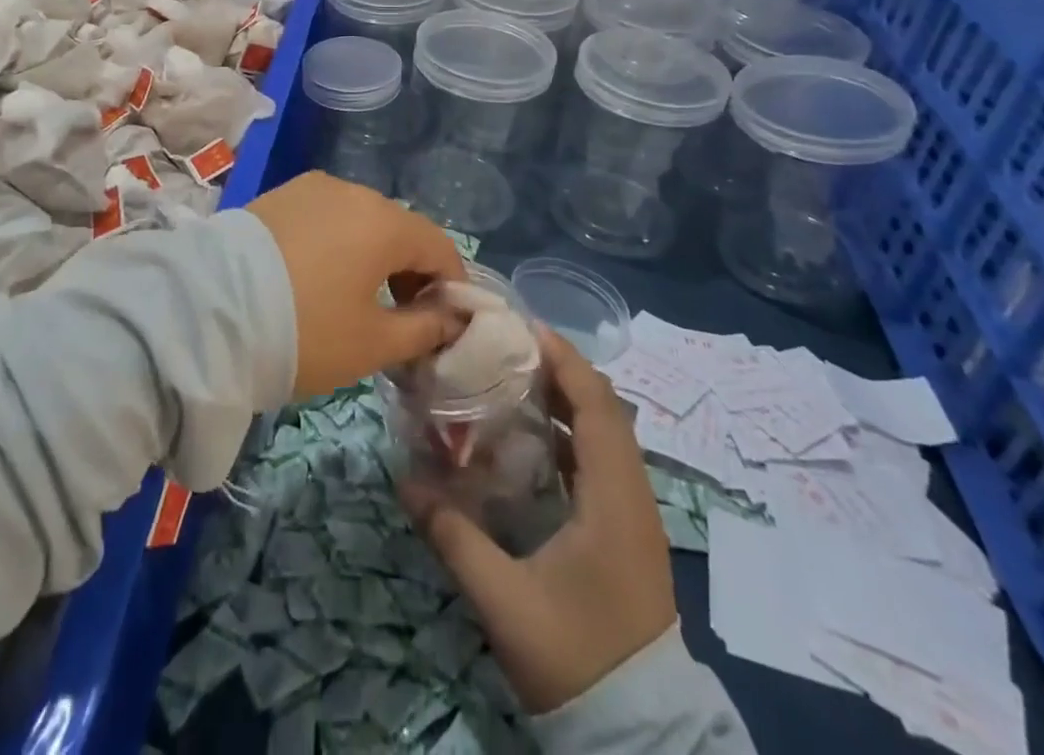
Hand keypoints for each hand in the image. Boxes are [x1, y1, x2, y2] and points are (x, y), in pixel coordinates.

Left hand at [246, 172, 466, 398]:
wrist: (206, 312)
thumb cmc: (303, 331)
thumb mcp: (372, 343)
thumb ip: (424, 329)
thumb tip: (451, 320)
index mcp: (384, 222)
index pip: (440, 247)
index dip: (450, 286)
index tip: (443, 324)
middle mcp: (352, 191)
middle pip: (399, 229)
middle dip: (410, 271)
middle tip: (400, 318)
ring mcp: (310, 188)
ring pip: (359, 220)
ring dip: (370, 255)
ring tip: (354, 298)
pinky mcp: (278, 195)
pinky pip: (324, 216)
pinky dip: (336, 242)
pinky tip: (317, 276)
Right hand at [402, 327, 677, 713]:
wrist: (639, 731)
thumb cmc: (577, 655)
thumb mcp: (505, 600)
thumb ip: (453, 536)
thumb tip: (404, 480)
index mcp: (615, 500)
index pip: (598, 405)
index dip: (564, 360)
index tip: (521, 328)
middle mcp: (633, 494)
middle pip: (604, 409)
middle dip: (559, 370)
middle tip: (506, 349)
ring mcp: (635, 513)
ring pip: (606, 433)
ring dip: (567, 399)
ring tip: (513, 379)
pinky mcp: (627, 530)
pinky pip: (602, 460)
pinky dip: (572, 432)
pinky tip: (533, 437)